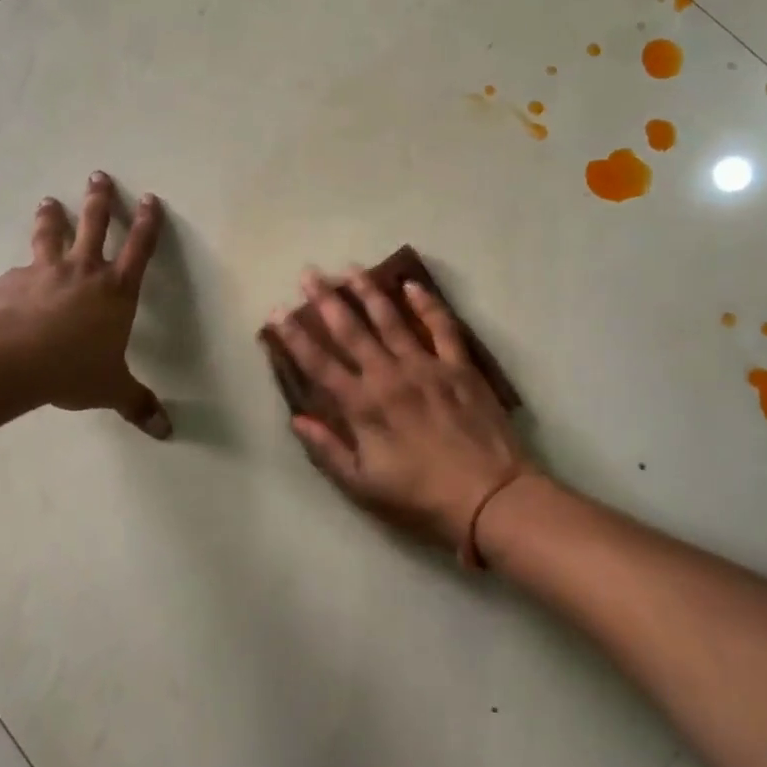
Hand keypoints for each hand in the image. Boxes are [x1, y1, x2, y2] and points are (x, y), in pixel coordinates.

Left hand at [0, 173, 170, 438]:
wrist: (14, 360)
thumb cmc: (73, 369)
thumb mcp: (111, 389)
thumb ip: (136, 404)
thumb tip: (165, 433)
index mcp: (116, 291)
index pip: (140, 248)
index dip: (147, 223)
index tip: (149, 198)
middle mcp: (83, 271)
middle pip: (95, 225)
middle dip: (99, 199)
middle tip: (97, 175)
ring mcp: (45, 272)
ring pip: (51, 235)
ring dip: (51, 216)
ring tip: (47, 201)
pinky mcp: (11, 281)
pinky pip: (17, 273)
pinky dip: (18, 273)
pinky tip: (11, 280)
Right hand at [266, 268, 535, 558]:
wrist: (490, 497)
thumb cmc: (420, 497)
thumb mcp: (363, 485)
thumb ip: (327, 450)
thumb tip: (297, 419)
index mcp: (362, 405)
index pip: (319, 364)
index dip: (294, 337)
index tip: (277, 311)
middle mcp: (388, 376)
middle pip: (351, 330)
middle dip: (327, 300)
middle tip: (310, 273)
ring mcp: (426, 366)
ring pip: (391, 320)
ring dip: (368, 292)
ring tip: (351, 268)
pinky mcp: (459, 366)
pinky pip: (441, 326)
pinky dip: (427, 303)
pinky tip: (412, 285)